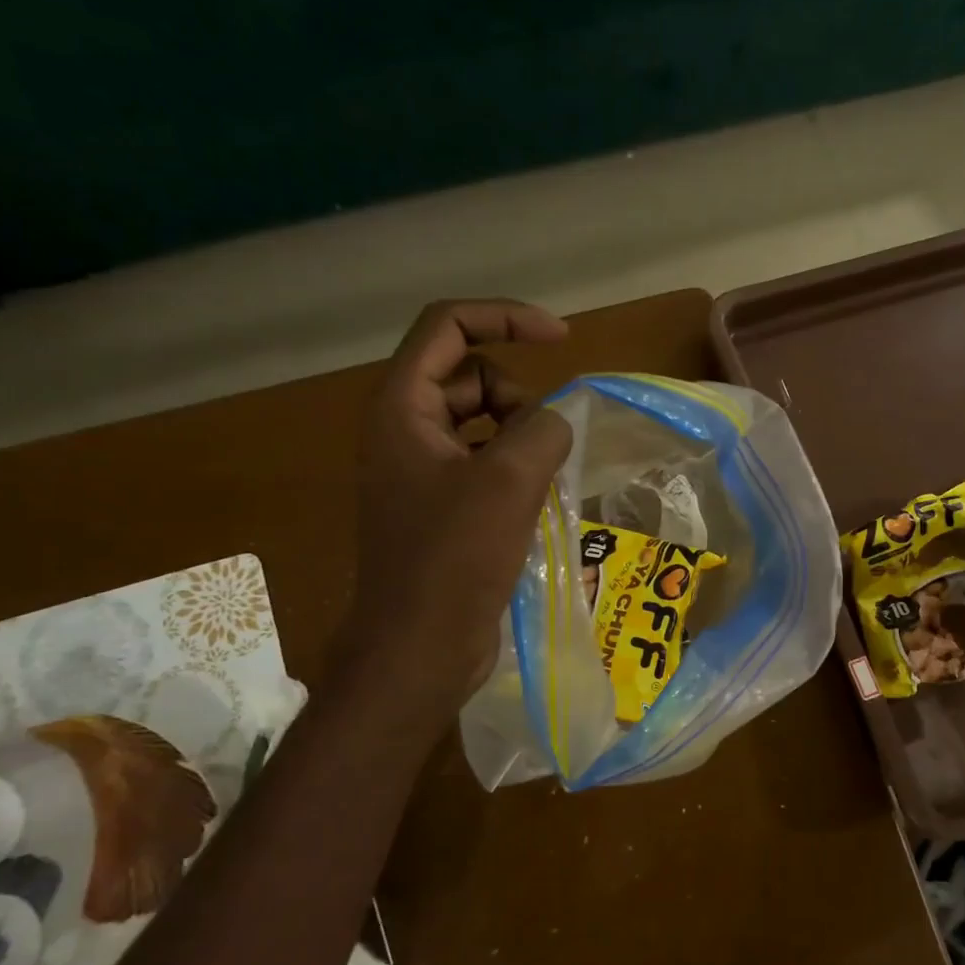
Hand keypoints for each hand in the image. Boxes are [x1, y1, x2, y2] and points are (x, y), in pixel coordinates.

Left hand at [346, 299, 571, 712]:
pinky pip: (486, 464)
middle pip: (471, 376)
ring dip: (523, 438)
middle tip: (542, 447)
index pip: (449, 327)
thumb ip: (543, 429)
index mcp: (403, 408)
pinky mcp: (442, 508)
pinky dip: (516, 470)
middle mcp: (406, 430)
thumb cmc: (453, 560)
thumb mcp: (508, 482)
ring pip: (483, 424)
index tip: (561, 338)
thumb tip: (558, 421)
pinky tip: (538, 503)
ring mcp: (422, 471)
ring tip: (544, 481)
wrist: (419, 648)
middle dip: (518, 397)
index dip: (505, 317)